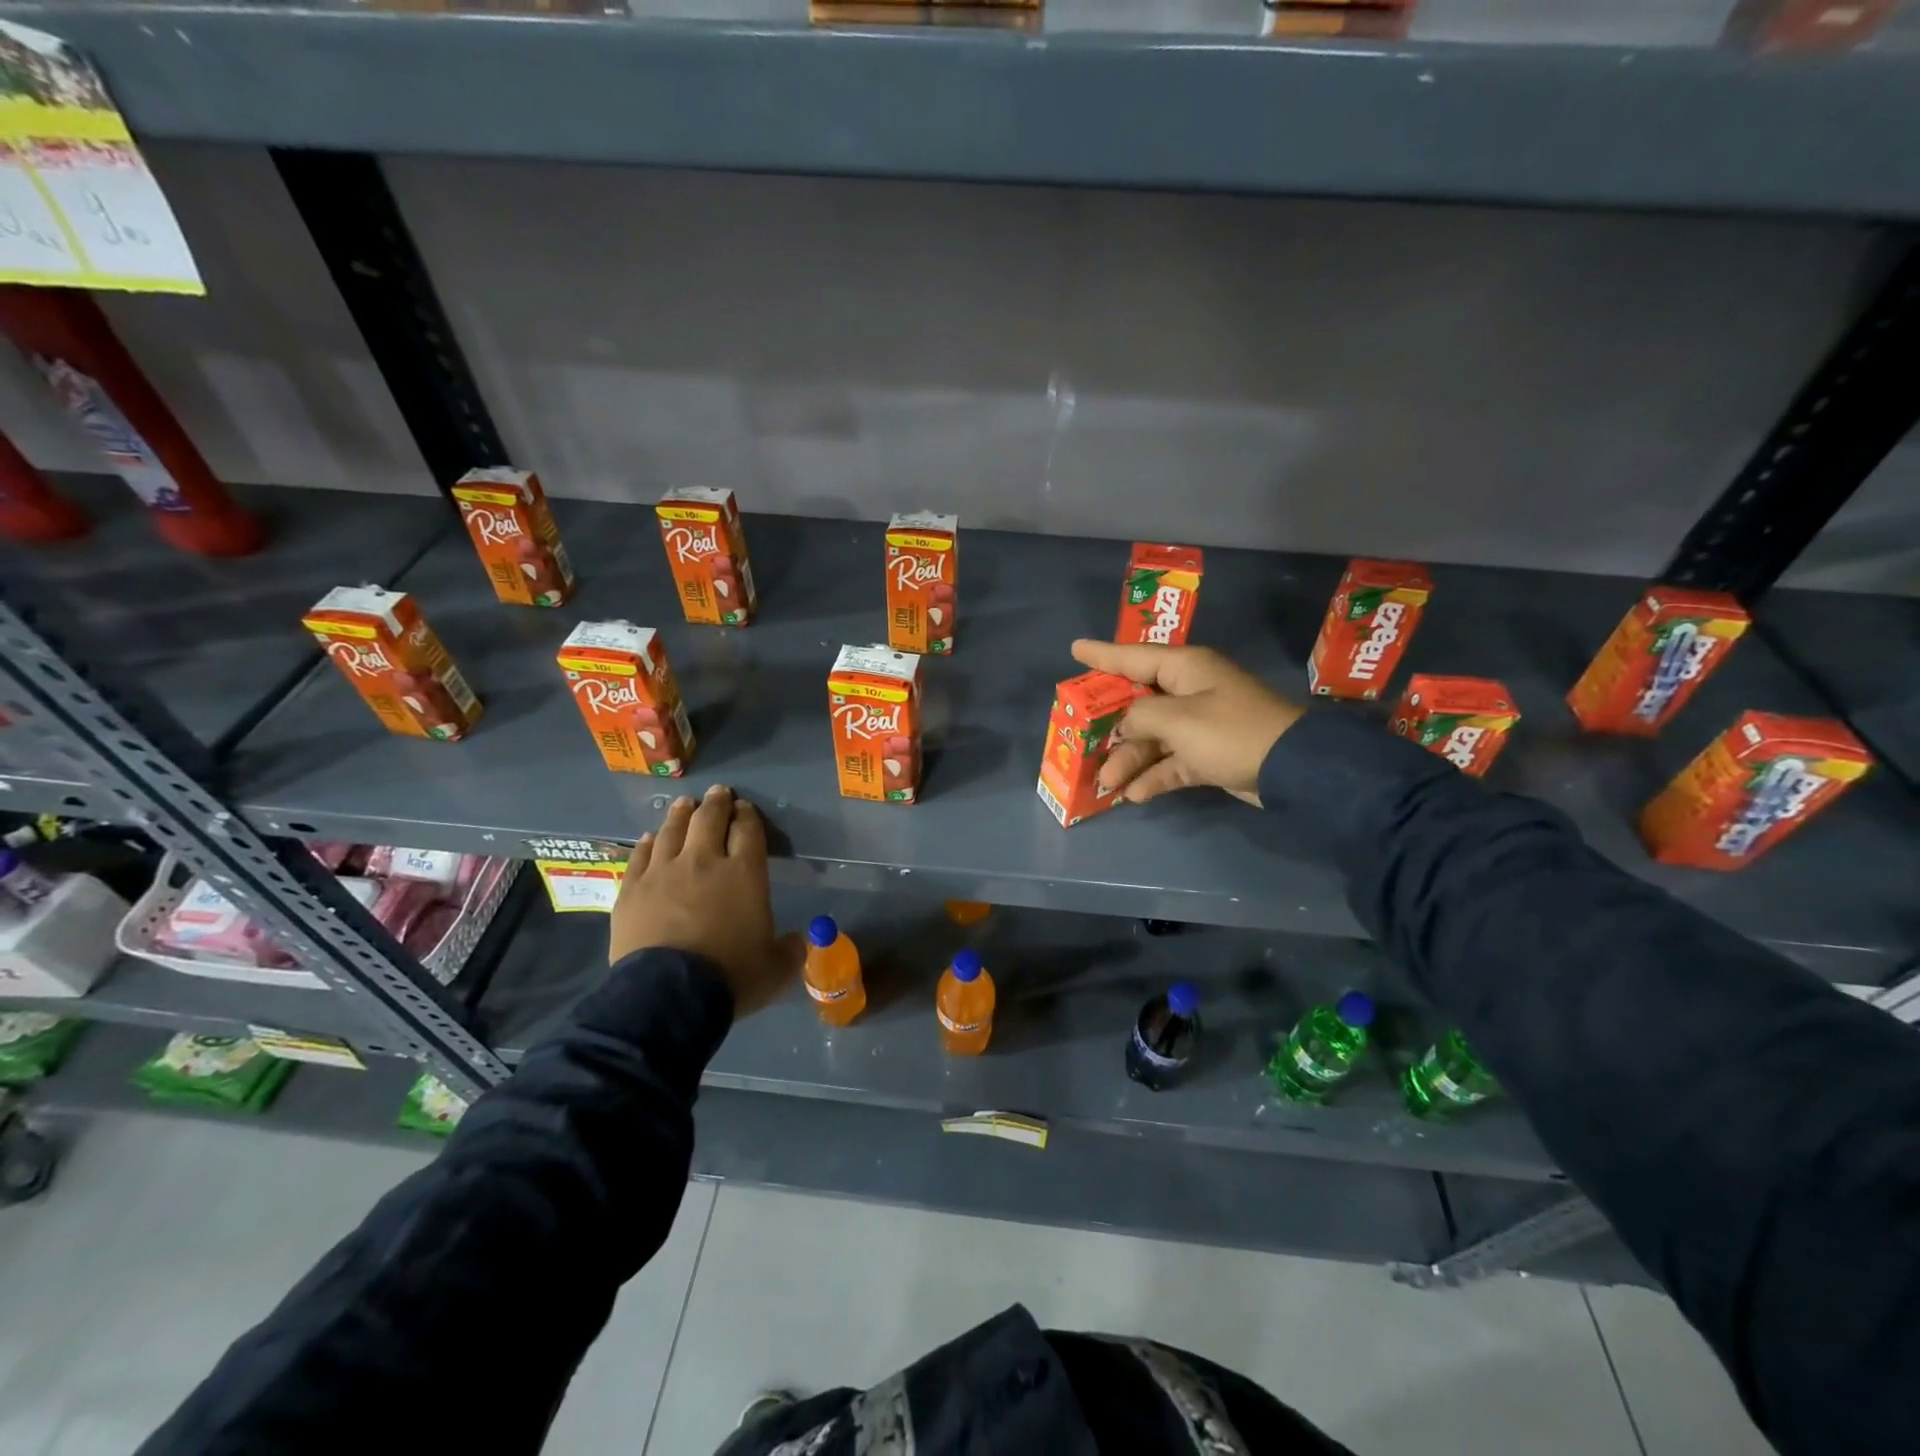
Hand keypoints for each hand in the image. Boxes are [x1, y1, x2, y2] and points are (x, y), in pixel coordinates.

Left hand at [609, 784, 802, 1017]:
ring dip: (681, 814)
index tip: (745, 809)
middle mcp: (704, 862)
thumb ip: (791, 950)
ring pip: (672, 830)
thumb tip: (800, 941)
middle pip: (709, 820)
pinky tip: (650, 838)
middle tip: (719, 793)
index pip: (748, 831)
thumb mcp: (775, 969)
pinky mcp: (632, 889)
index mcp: (744, 874)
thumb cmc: (730, 976)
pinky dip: (648, 843)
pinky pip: (640, 855)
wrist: (668, 995)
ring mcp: (663, 872)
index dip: (747, 816)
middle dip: (717, 803)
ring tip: (685, 804)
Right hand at [1070, 640, 1304, 806]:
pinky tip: (1135, 795)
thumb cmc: (1229, 732)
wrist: (1291, 768)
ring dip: (1130, 759)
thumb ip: (1140, 717)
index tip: (1074, 649)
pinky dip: (1155, 777)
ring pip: (1153, 738)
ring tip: (1106, 783)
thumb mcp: (1177, 719)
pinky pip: (1172, 762)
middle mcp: (1191, 692)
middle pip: (1139, 703)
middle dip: (1110, 725)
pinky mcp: (1209, 755)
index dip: (1102, 655)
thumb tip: (1126, 726)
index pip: (1133, 657)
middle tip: (1081, 736)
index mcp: (1185, 669)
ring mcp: (1201, 725)